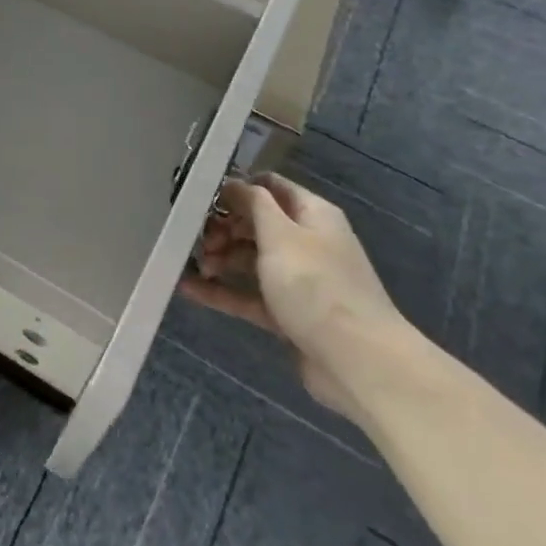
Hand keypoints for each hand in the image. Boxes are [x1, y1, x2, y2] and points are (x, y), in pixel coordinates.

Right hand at [178, 173, 409, 422]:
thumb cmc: (316, 285)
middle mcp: (306, 242)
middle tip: (196, 238)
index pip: (270, 187)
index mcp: (312, 214)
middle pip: (257, 224)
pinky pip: (249, 295)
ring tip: (192, 264)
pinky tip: (187, 288)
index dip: (237, 188)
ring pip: (251, 260)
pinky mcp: (288, 314)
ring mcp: (298, 281)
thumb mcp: (280, 234)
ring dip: (220, 258)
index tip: (202, 197)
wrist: (357, 362)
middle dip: (223, 227)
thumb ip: (253, 203)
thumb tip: (234, 183)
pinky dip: (222, 291)